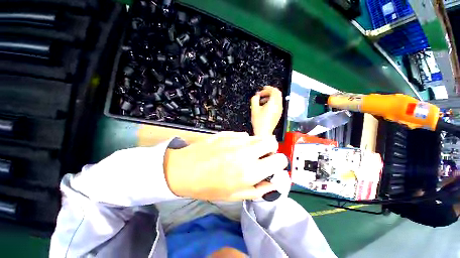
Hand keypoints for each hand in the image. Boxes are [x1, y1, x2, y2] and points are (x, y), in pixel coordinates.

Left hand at [164, 132, 287, 200]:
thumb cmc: (208, 186)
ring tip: (247, 153)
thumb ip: (258, 189)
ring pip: (258, 137)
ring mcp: (236, 140)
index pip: (279, 160)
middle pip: (272, 142)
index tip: (274, 166)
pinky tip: (233, 147)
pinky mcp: (228, 133)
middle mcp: (247, 152)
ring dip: (258, 145)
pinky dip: (244, 141)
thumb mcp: (234, 196)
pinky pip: (244, 135)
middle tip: (262, 158)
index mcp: (250, 171)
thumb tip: (273, 183)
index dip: (280, 163)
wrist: (184, 169)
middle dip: (271, 150)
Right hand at [251, 86, 282, 135]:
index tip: (261, 91)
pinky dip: (272, 102)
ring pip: (278, 99)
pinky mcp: (279, 114)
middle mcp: (278, 105)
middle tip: (262, 92)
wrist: (263, 132)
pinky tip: (265, 106)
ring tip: (262, 100)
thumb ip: (254, 99)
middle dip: (270, 91)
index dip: (267, 89)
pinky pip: (277, 104)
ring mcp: (280, 110)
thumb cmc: (259, 121)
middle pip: (277, 93)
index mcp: (273, 103)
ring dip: (271, 97)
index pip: (274, 91)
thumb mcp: (254, 109)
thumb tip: (256, 95)